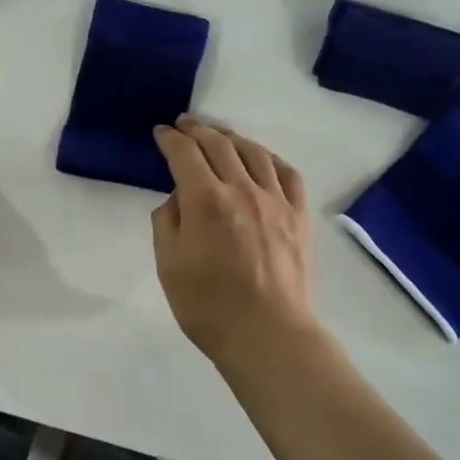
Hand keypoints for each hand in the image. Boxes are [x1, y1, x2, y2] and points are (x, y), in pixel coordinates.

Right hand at [151, 114, 319, 367]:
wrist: (267, 336)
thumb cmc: (208, 306)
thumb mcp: (168, 266)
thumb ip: (167, 223)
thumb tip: (178, 199)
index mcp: (205, 201)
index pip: (184, 154)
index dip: (170, 139)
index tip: (161, 133)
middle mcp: (242, 189)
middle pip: (219, 145)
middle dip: (198, 130)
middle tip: (184, 124)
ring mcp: (276, 201)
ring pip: (255, 153)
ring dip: (233, 137)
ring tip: (220, 135)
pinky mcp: (299, 216)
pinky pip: (288, 174)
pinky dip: (271, 158)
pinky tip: (263, 158)